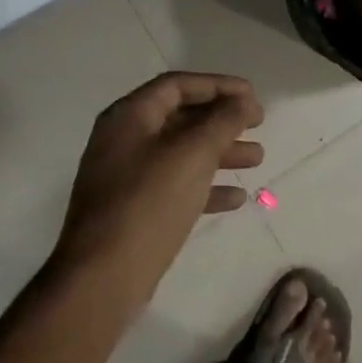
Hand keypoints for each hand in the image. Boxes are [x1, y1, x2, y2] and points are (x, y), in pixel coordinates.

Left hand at [54, 72, 263, 309]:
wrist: (104, 277)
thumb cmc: (149, 203)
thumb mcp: (192, 154)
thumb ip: (223, 121)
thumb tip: (243, 101)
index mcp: (129, 117)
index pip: (178, 85)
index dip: (218, 85)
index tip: (252, 96)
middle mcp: (124, 140)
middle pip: (180, 117)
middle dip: (222, 119)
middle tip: (258, 124)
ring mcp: (127, 177)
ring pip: (182, 153)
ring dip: (220, 152)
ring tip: (258, 159)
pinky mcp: (135, 210)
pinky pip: (176, 186)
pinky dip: (206, 186)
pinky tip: (236, 197)